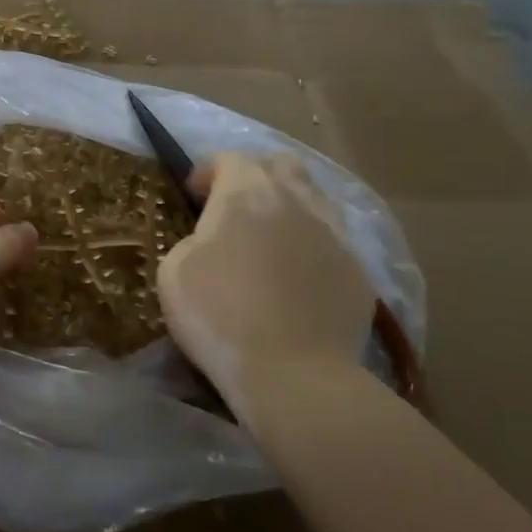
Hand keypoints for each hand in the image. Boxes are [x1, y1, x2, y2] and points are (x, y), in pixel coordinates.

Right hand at [156, 153, 375, 420]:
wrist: (293, 373)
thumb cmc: (220, 315)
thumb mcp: (174, 270)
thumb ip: (193, 239)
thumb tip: (211, 239)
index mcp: (247, 192)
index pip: (230, 158)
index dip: (208, 171)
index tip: (193, 197)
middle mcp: (296, 199)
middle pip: (281, 164)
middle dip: (256, 176)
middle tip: (235, 208)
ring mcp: (334, 232)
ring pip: (313, 198)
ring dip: (288, 206)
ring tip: (270, 239)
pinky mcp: (358, 268)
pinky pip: (332, 239)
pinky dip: (311, 245)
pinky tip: (297, 276)